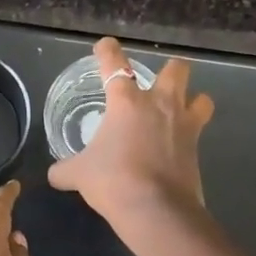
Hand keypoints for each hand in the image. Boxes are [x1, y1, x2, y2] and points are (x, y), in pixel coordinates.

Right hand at [47, 37, 213, 229]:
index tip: (105, 46)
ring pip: (201, 97)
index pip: (114, 64)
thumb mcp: (79, 174)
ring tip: (182, 109)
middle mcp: (159, 104)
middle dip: (170, 70)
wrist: (155, 210)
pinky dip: (191, 134)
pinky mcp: (197, 148)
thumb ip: (65, 170)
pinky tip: (179, 145)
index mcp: (126, 102)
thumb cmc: (113, 180)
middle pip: (176, 70)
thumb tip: (54, 175)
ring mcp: (183, 125)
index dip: (108, 51)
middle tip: (158, 82)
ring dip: (193, 99)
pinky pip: (200, 131)